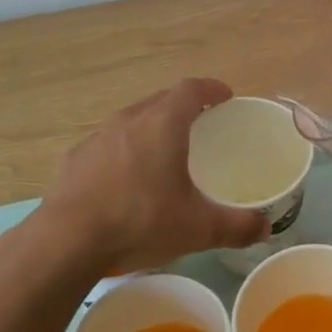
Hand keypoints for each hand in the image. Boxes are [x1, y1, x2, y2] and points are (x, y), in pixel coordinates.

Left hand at [37, 79, 269, 274]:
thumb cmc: (139, 222)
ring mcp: (97, 138)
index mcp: (162, 124)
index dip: (210, 89)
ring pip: (131, 121)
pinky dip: (124, 152)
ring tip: (163, 152)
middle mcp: (128, 120)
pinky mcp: (74, 160)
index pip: (190, 89)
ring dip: (150, 128)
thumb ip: (236, 226)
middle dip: (182, 106)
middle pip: (160, 100)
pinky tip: (125, 180)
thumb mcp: (196, 229)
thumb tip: (266, 226)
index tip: (225, 96)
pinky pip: (107, 145)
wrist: (65, 241)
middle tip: (200, 124)